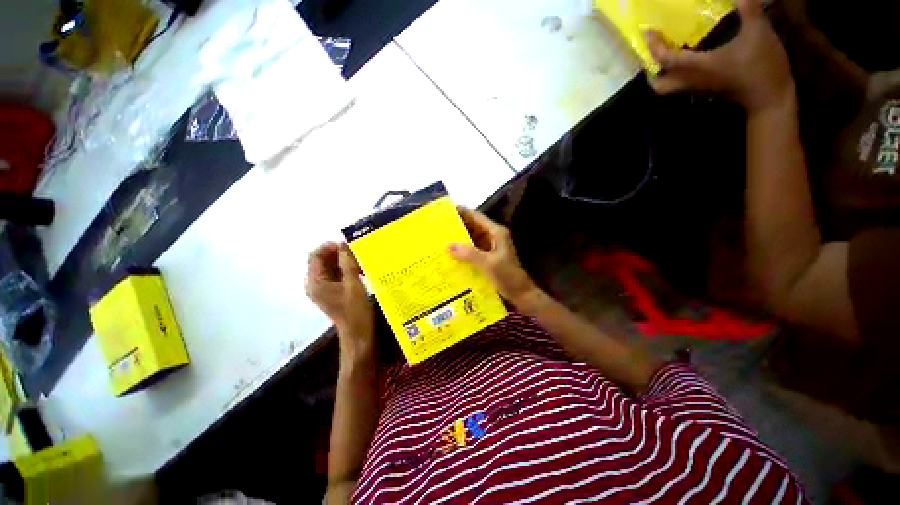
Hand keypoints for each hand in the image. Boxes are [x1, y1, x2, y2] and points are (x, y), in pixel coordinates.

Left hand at [306, 242, 374, 355]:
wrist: (359, 335)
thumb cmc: (355, 312)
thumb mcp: (353, 285)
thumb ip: (348, 263)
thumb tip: (345, 243)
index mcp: (315, 282)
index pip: (315, 255)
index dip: (330, 246)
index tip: (349, 244)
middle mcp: (315, 284)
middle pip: (323, 260)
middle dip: (340, 253)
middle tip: (358, 251)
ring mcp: (324, 289)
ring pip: (332, 267)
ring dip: (345, 261)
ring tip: (362, 260)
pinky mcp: (333, 292)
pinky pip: (338, 274)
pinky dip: (348, 269)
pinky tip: (362, 269)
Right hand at [448, 207, 538, 307]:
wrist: (521, 295)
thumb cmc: (509, 277)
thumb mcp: (489, 264)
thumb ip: (470, 254)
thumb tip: (448, 245)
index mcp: (496, 232)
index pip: (475, 216)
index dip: (461, 212)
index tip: (443, 211)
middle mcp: (492, 236)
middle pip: (471, 226)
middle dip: (455, 226)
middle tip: (435, 227)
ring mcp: (489, 247)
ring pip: (470, 239)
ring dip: (457, 239)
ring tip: (438, 240)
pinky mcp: (486, 258)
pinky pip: (470, 250)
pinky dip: (461, 251)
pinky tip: (448, 255)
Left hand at [646, 0, 794, 113]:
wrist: (770, 98)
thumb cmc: (762, 65)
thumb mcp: (758, 32)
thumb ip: (748, 9)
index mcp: (697, 67)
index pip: (665, 59)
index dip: (654, 46)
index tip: (648, 31)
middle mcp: (691, 80)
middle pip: (658, 84)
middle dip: (651, 70)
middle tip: (655, 52)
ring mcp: (697, 88)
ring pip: (668, 87)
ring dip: (662, 75)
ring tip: (667, 55)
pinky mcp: (706, 90)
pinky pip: (682, 85)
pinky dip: (676, 75)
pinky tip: (687, 60)